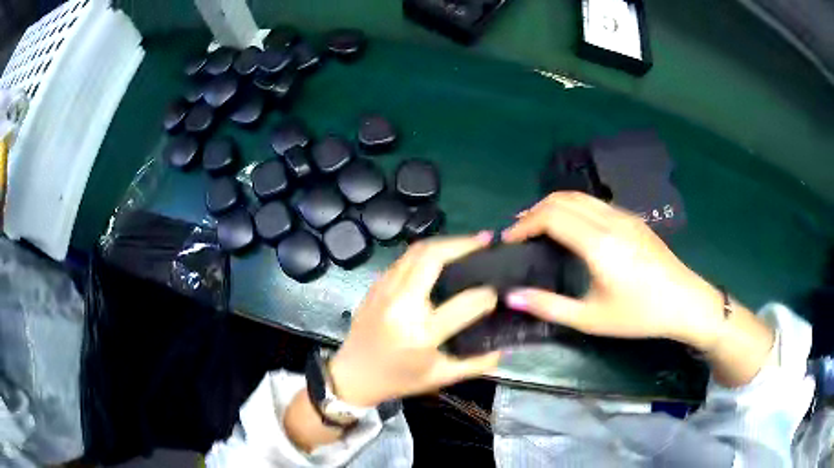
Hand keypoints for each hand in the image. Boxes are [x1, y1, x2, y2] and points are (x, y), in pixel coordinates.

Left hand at [328, 233, 500, 407]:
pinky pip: (403, 259)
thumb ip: (477, 363)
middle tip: (485, 240)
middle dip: (463, 244)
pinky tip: (441, 256)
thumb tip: (504, 346)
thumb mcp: (441, 377)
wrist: (353, 375)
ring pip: (416, 251)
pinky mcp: (375, 286)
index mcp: (421, 334)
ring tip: (468, 243)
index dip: (487, 295)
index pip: (465, 304)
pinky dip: (426, 252)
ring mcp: (384, 291)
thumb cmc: (399, 380)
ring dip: (445, 242)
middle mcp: (401, 305)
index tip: (497, 292)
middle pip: (432, 258)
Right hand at [503, 192, 724, 349]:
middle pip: (562, 199)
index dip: (524, 225)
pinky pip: (594, 203)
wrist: (684, 302)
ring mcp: (624, 216)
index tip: (508, 241)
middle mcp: (609, 220)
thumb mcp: (591, 319)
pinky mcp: (633, 219)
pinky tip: (571, 228)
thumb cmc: (639, 315)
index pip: (551, 216)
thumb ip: (549, 306)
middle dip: (534, 211)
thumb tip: (510, 296)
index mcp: (598, 243)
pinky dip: (572, 208)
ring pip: (579, 196)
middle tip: (519, 233)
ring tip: (539, 227)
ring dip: (554, 206)